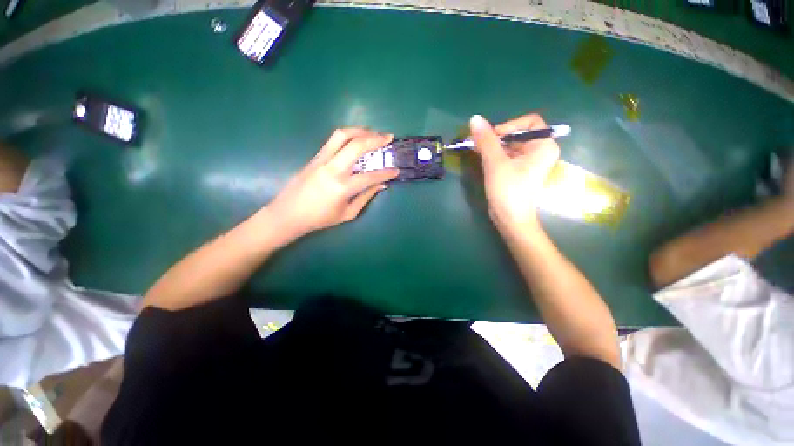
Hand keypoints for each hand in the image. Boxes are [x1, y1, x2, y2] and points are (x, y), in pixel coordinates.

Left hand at [264, 128, 398, 243]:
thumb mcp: (347, 213)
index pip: (370, 176)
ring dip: (360, 130)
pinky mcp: (314, 157)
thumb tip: (381, 185)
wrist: (288, 214)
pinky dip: (348, 136)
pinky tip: (356, 139)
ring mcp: (321, 160)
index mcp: (342, 188)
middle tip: (388, 137)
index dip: (386, 173)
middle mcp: (332, 169)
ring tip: (372, 133)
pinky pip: (333, 140)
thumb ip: (366, 197)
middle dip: (375, 139)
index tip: (397, 170)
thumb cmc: (320, 219)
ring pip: (342, 135)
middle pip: (356, 145)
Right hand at [470, 114, 559, 232]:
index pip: (529, 122)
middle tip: (479, 145)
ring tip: (477, 152)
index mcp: (543, 145)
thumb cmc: (508, 189)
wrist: (510, 219)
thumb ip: (486, 140)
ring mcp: (530, 163)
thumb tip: (475, 119)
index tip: (492, 137)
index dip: (509, 125)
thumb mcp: (495, 162)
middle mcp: (540, 151)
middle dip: (497, 138)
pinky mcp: (520, 172)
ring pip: (511, 146)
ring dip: (493, 147)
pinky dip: (495, 156)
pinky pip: (508, 157)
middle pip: (518, 134)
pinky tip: (482, 159)